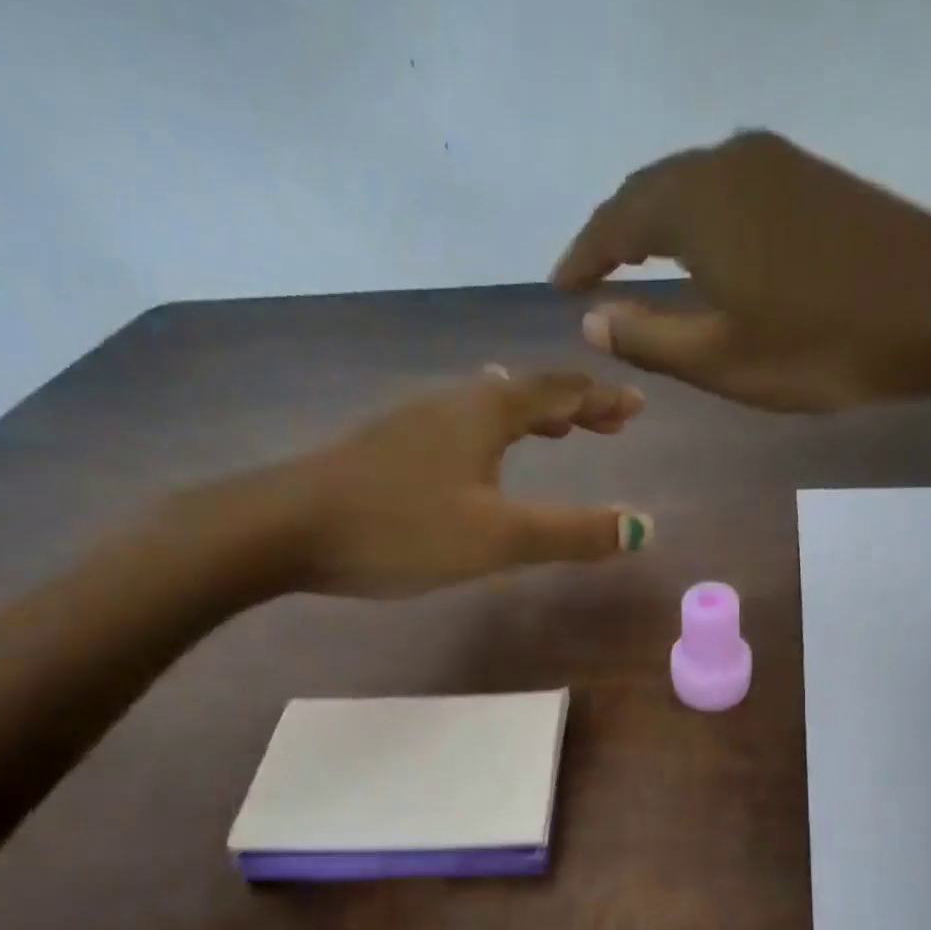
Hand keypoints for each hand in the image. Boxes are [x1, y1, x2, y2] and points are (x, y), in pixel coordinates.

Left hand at [199, 366, 653, 599]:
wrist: (286, 527)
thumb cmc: (402, 527)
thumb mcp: (498, 537)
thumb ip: (572, 534)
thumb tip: (644, 527)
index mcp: (485, 412)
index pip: (559, 391)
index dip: (601, 399)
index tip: (636, 405)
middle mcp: (451, 403)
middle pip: (524, 392)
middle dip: (570, 406)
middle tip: (606, 422)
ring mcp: (412, 422)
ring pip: (486, 407)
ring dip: (529, 417)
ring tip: (552, 432)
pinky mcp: (386, 448)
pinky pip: (458, 428)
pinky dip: (491, 436)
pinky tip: (476, 458)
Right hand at [551, 130, 930, 410]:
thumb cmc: (821, 346)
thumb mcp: (722, 360)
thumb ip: (649, 339)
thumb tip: (591, 321)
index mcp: (698, 205)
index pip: (617, 220)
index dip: (583, 254)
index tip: (560, 285)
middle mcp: (730, 163)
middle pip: (651, 189)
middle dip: (614, 232)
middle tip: (590, 274)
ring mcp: (776, 163)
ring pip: (691, 184)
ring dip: (655, 222)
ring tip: (633, 263)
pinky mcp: (809, 177)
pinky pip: (728, 188)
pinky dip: (696, 217)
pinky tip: (699, 249)